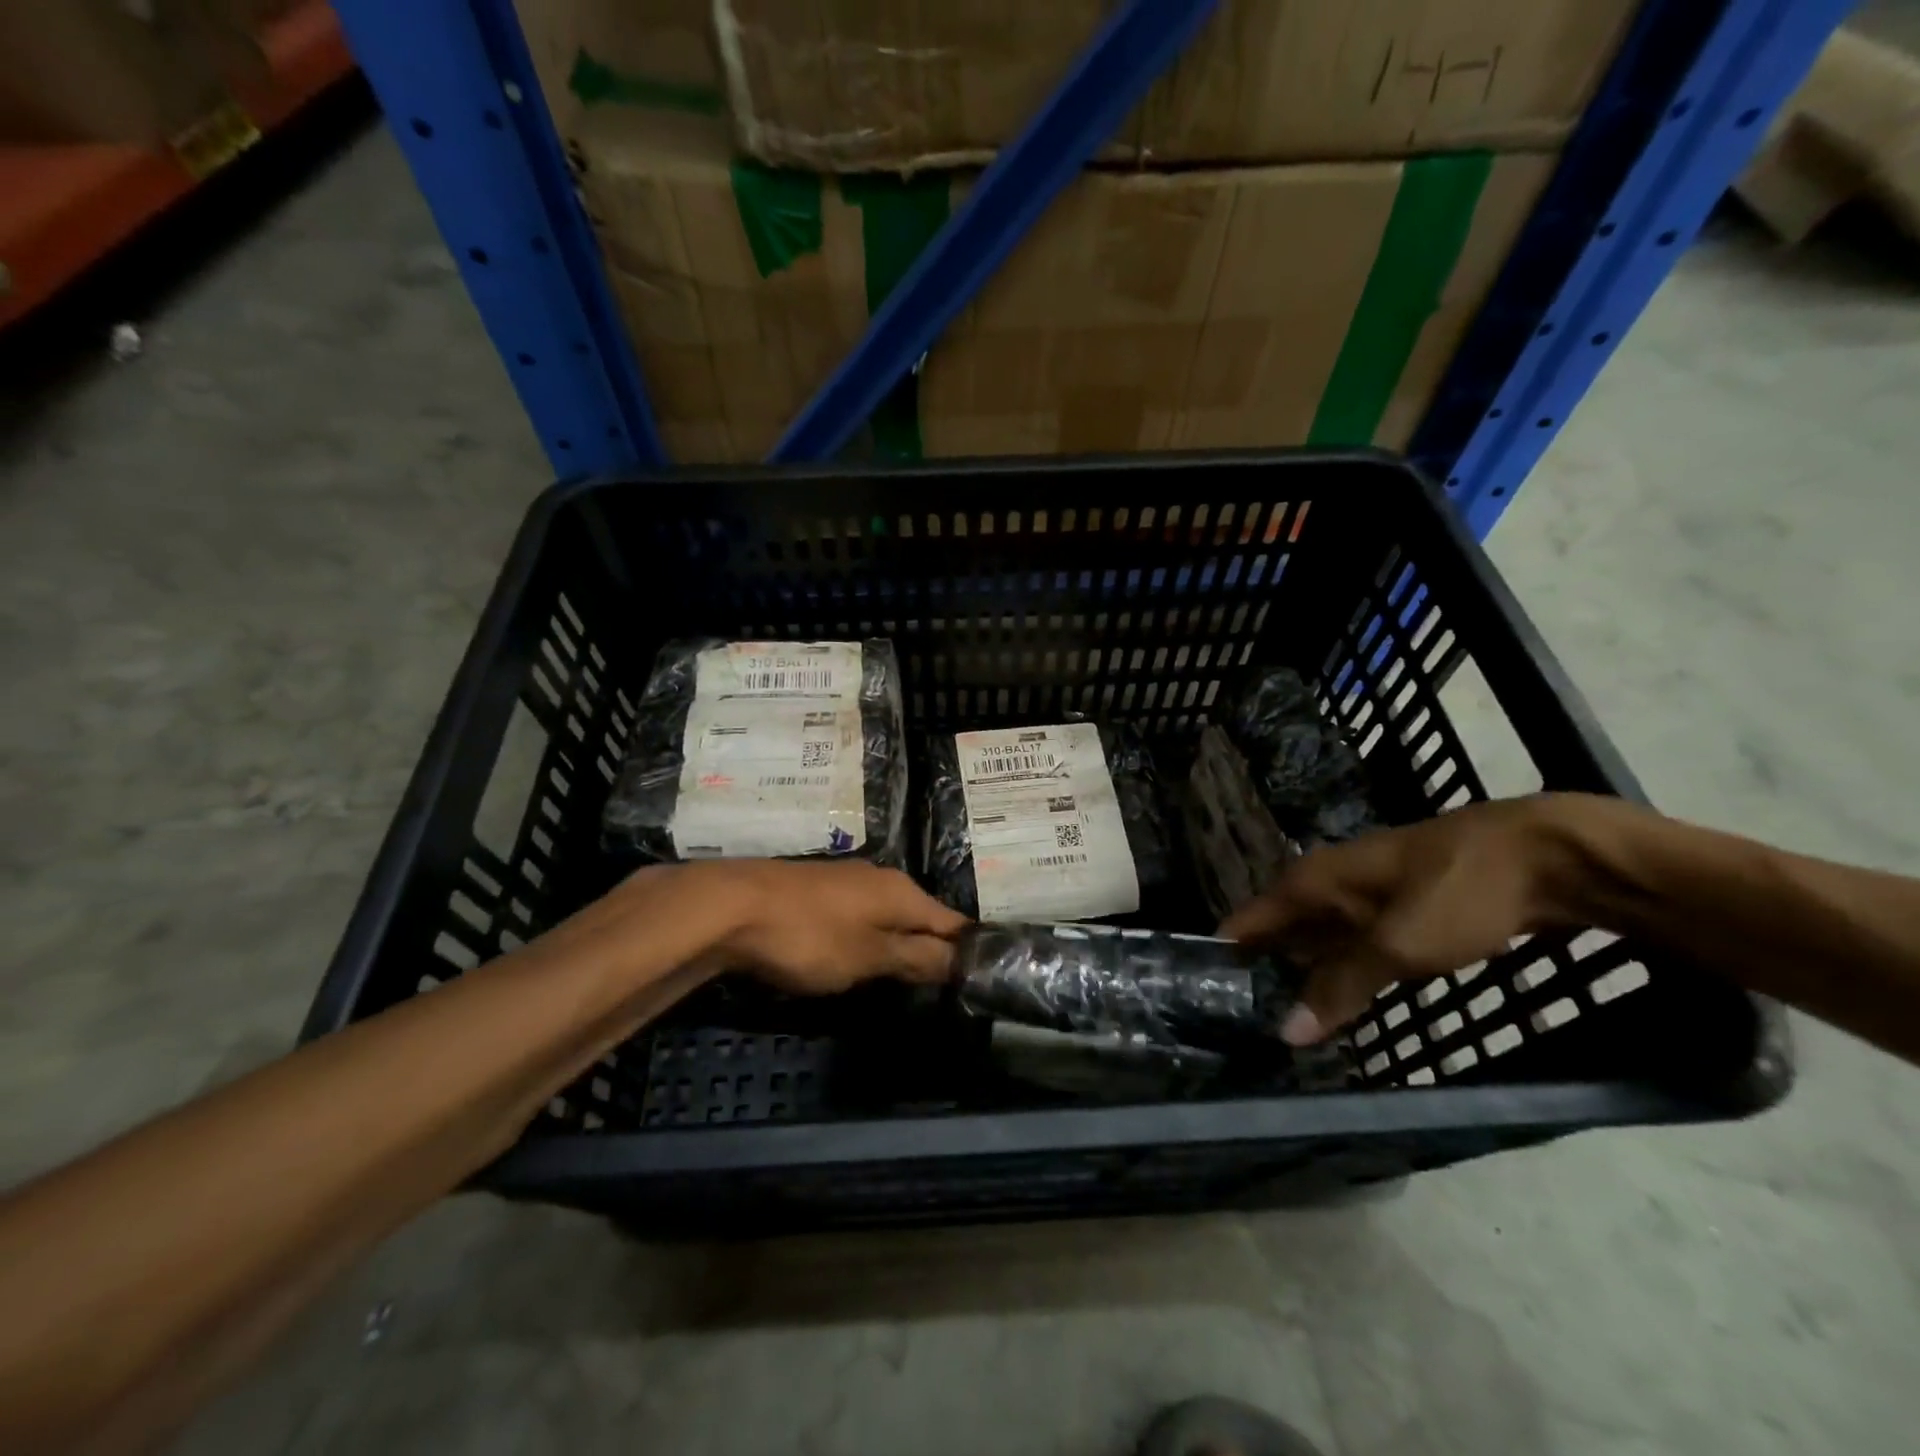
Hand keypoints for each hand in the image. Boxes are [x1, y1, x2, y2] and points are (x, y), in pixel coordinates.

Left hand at [692, 859, 969, 994]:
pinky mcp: (818, 889)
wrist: (732, 906)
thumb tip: (962, 959)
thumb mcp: (868, 957)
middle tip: (942, 986)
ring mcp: (847, 881)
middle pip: (921, 916)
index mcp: (902, 891)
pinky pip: (859, 916)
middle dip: (933, 947)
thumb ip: (916, 957)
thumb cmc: (809, 936)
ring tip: (904, 976)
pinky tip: (858, 956)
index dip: (968, 949)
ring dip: (898, 942)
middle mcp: (881, 878)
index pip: (953, 921)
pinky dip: (867, 936)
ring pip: (888, 915)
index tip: (980, 978)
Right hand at [1221, 796, 1580, 1044]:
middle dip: (1261, 973)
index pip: (1247, 921)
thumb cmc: (1457, 891)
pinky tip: (1342, 1000)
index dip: (1225, 957)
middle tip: (1244, 1024)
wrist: (1546, 856)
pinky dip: (1341, 971)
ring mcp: (1363, 894)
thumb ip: (1339, 987)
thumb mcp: (1396, 946)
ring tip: (1285, 1022)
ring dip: (1303, 976)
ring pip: (1316, 940)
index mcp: (1310, 881)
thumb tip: (1284, 1032)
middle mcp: (1326, 883)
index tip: (1207, 1000)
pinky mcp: (1397, 908)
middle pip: (1278, 932)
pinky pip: (1351, 944)